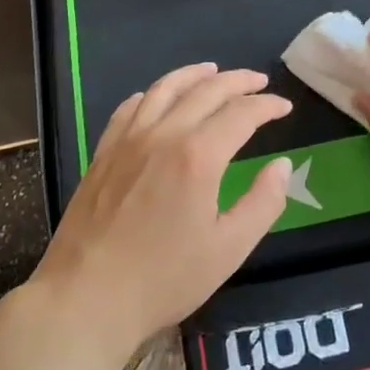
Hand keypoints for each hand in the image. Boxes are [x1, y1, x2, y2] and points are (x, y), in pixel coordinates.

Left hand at [31, 63, 292, 359]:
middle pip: (205, 91)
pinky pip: (129, 108)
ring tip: (213, 70)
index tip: (284, 106)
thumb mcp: (229, 249)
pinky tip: (157, 97)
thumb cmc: (163, 279)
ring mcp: (127, 141)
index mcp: (198, 156)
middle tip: (259, 80)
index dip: (267, 106)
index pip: (241, 114)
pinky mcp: (103, 154)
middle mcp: (163, 135)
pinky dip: (152, 94)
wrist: (85, 299)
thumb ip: (263, 202)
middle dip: (238, 81)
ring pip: (164, 89)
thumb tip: (282, 166)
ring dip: (194, 75)